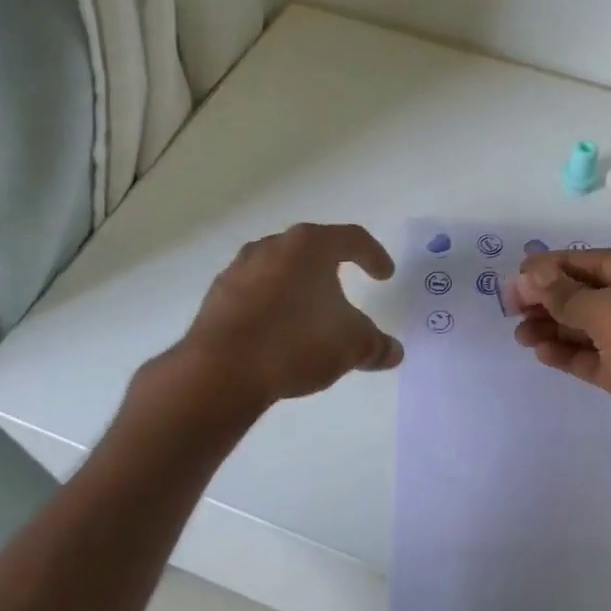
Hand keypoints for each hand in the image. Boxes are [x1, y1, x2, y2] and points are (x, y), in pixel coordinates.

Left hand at [177, 224, 402, 405]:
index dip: (374, 256)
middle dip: (331, 268)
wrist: (221, 371)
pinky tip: (279, 333)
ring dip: (298, 286)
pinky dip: (272, 306)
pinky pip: (255, 293)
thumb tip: (393, 352)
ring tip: (310, 313)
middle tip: (346, 287)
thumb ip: (376, 345)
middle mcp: (272, 247)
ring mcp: (239, 269)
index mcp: (309, 246)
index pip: (352, 239)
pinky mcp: (217, 297)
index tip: (384, 276)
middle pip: (311, 250)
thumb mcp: (351, 346)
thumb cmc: (297, 342)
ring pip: (279, 269)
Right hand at [511, 250, 610, 491]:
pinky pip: (598, 359)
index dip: (557, 265)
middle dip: (553, 298)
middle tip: (511, 306)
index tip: (518, 274)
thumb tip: (530, 274)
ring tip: (520, 334)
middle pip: (595, 294)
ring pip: (594, 329)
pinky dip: (570, 354)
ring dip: (556, 327)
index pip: (600, 261)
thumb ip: (567, 294)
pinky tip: (542, 353)